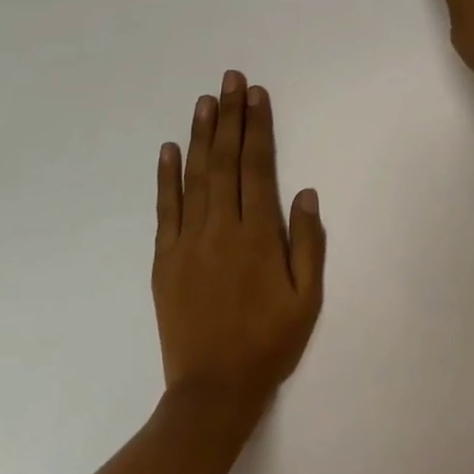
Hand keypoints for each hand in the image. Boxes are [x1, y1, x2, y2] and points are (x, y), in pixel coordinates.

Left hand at [154, 71, 326, 407]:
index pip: (257, 168)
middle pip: (225, 161)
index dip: (257, 128)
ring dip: (200, 136)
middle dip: (229, 117)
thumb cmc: (269, 343)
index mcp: (258, 236)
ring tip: (205, 100)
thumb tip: (305, 194)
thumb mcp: (307, 298)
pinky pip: (165, 209)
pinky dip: (166, 177)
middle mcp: (220, 229)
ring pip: (194, 177)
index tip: (257, 95)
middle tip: (231, 80)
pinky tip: (168, 149)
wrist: (212, 393)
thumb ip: (308, 243)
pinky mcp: (165, 260)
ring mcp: (188, 243)